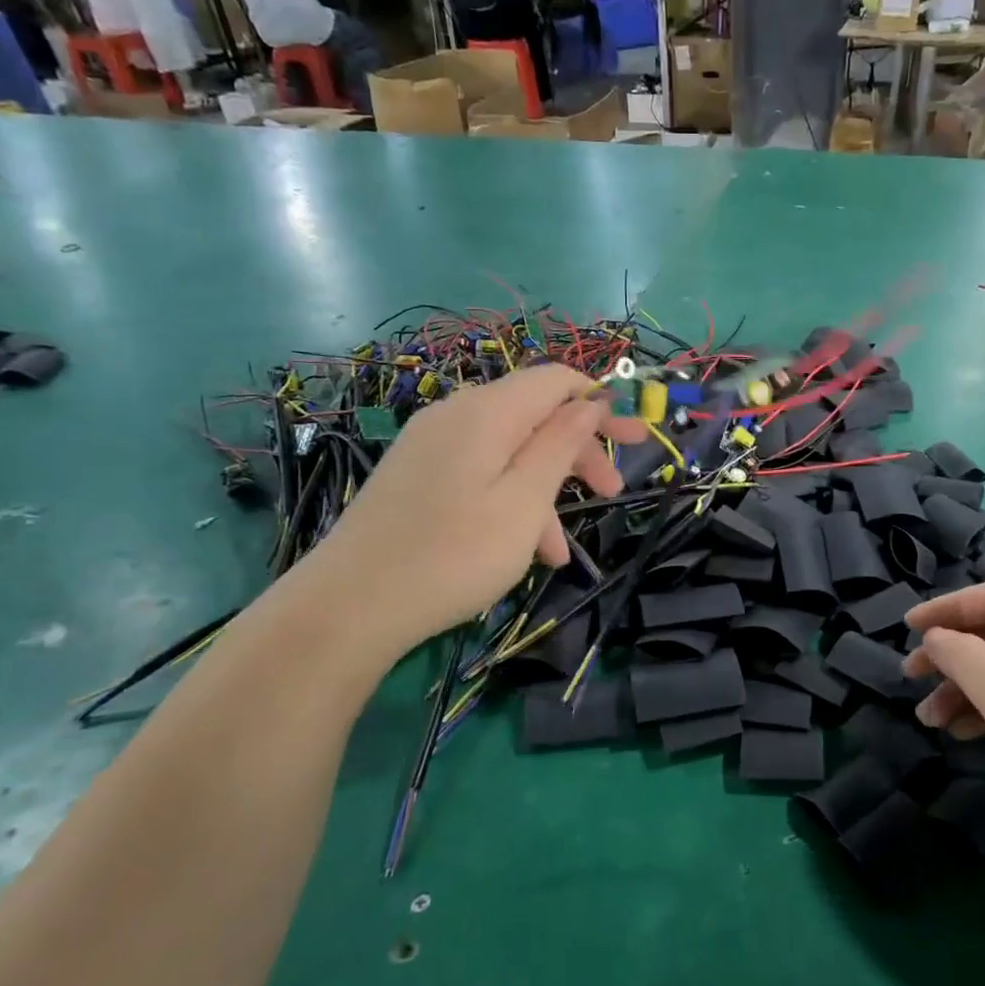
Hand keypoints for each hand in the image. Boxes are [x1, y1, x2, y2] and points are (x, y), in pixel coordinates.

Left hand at [309, 365, 640, 650]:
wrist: (349, 605)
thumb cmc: (453, 554)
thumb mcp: (524, 502)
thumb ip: (560, 446)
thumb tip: (587, 404)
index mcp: (487, 412)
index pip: (556, 380)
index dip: (601, 402)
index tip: (635, 438)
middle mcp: (457, 415)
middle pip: (535, 414)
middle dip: (579, 450)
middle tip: (612, 491)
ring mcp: (432, 445)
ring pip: (509, 450)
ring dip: (546, 489)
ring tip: (561, 551)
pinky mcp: (417, 475)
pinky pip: (480, 473)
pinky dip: (510, 501)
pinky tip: (523, 551)